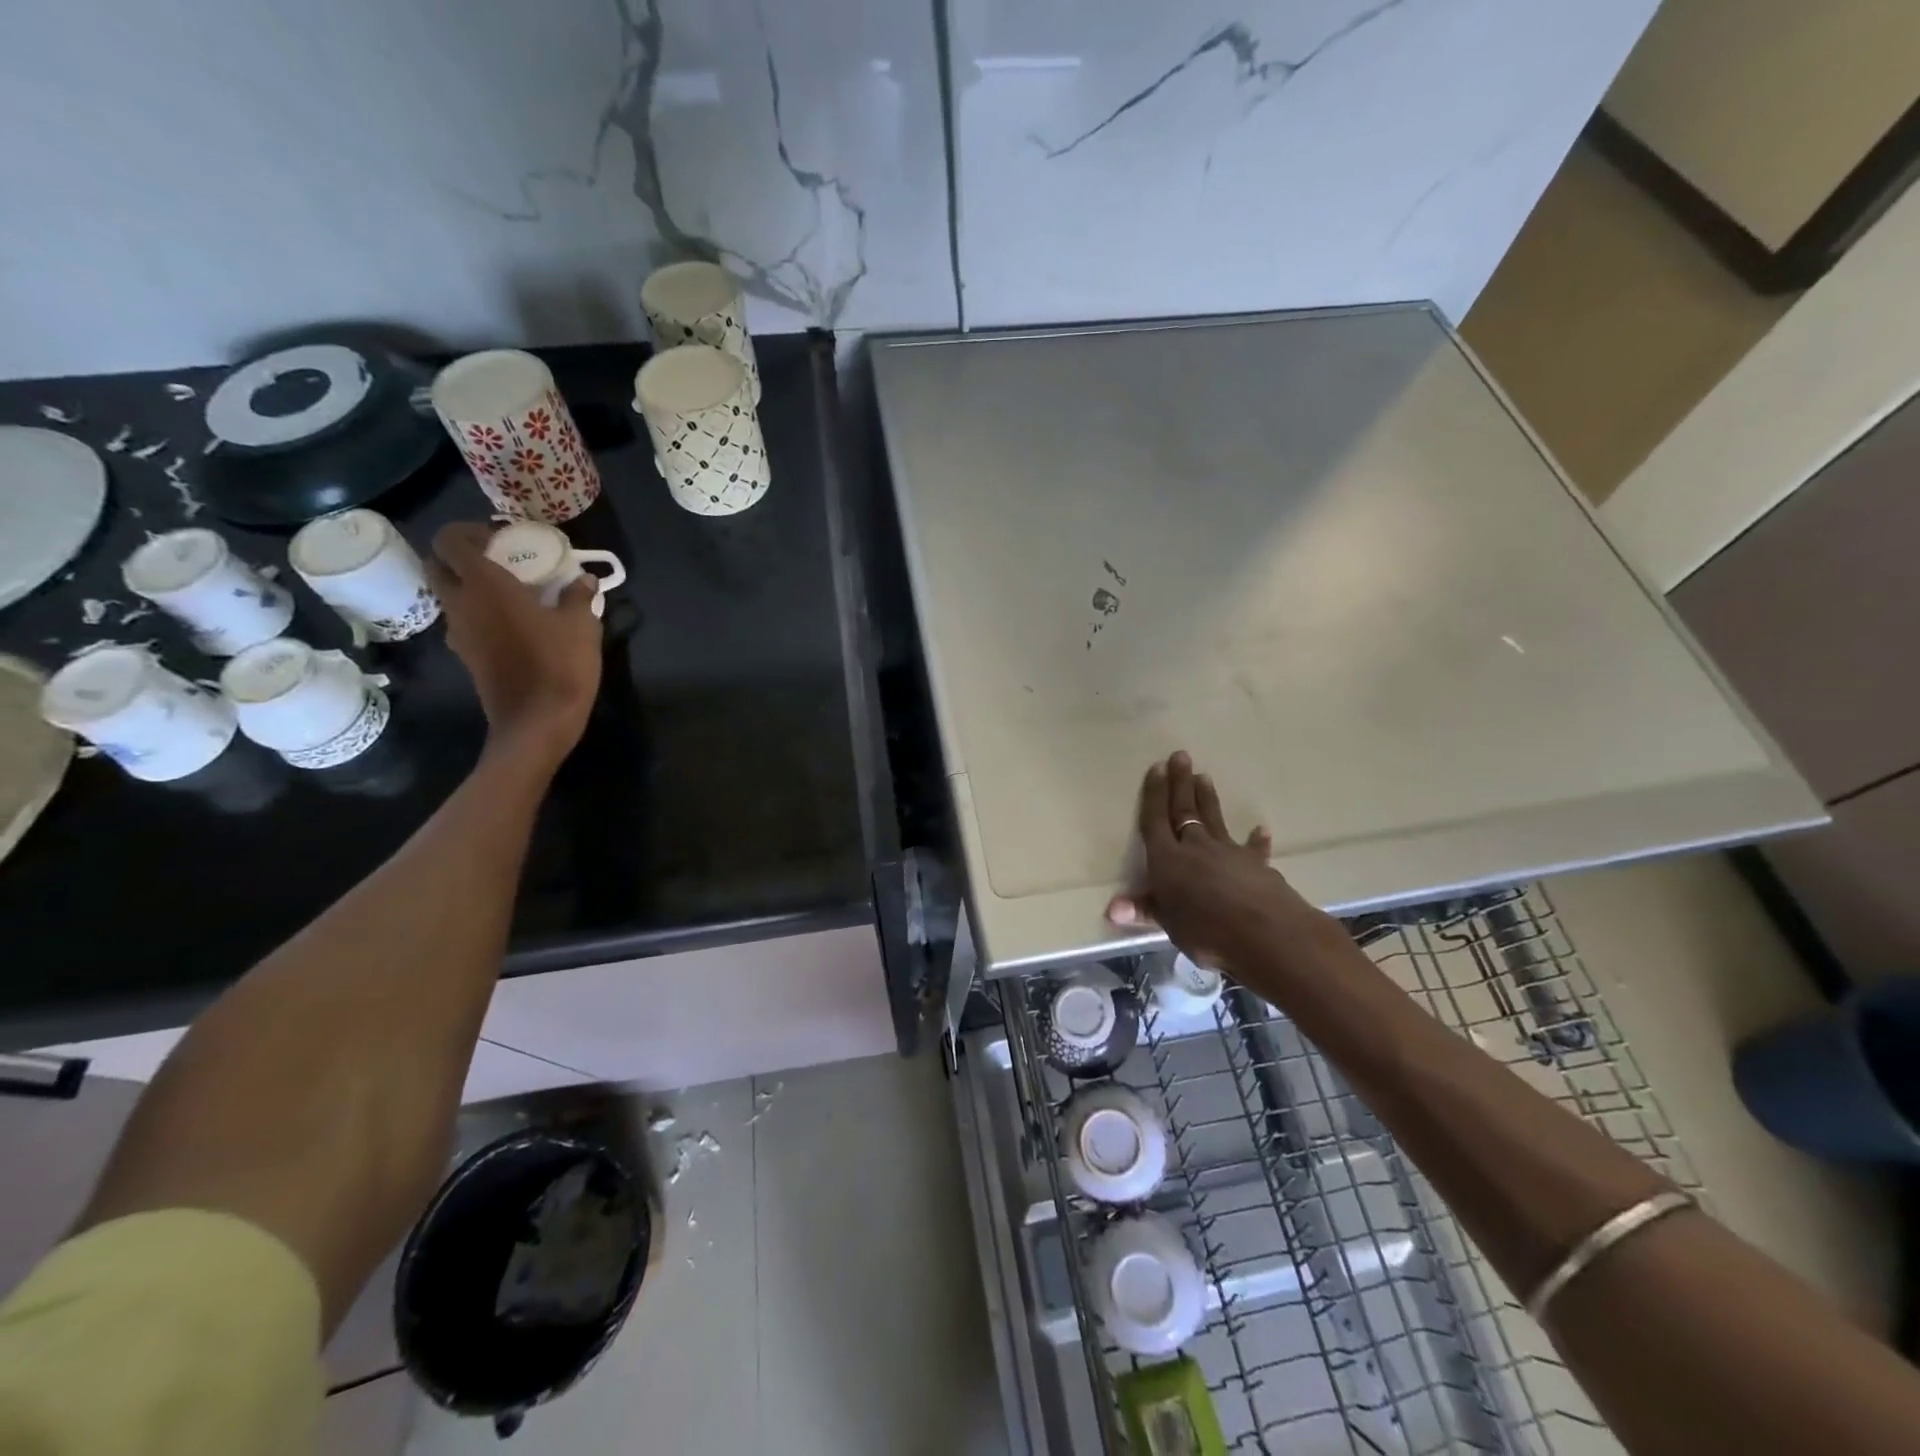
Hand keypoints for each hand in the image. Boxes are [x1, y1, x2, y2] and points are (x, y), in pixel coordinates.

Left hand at [427, 522, 602, 769]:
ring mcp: (460, 633)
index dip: (468, 531)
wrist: (537, 722)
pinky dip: (482, 614)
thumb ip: (578, 597)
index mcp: (484, 585)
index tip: (499, 537)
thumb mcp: (581, 626)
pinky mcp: (467, 656)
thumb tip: (583, 580)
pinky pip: (467, 622)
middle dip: (461, 556)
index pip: (449, 540)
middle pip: (439, 566)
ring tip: (516, 594)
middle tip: (500, 561)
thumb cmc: (559, 665)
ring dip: (473, 587)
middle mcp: (461, 604)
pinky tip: (518, 625)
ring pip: (452, 596)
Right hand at [1106, 752, 1333, 972]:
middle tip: (1181, 756)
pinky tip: (1261, 829)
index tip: (1157, 768)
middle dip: (1181, 783)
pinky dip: (1256, 839)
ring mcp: (1229, 852)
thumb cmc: (1206, 930)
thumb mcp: (1169, 924)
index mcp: (1167, 859)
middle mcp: (1196, 847)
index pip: (1156, 821)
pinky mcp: (1257, 864)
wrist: (1265, 933)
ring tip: (1205, 777)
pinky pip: (1254, 848)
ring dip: (1208, 798)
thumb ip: (1146, 910)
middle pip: (1185, 810)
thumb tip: (1113, 908)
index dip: (1154, 795)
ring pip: (1214, 819)